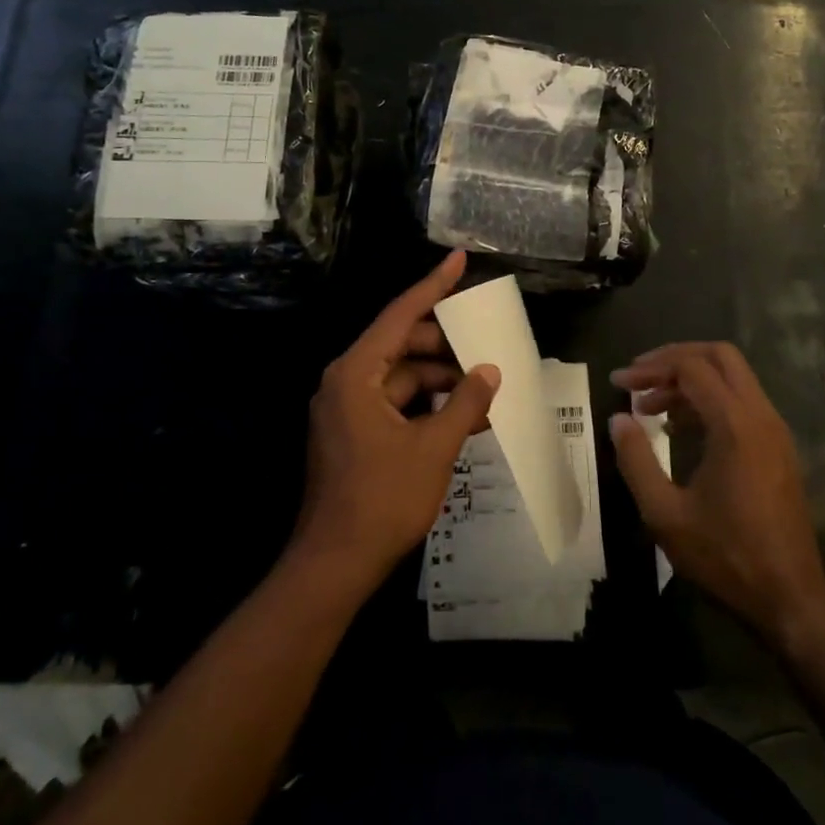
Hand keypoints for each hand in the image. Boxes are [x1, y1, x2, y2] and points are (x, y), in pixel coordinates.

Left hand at [293, 251, 500, 598]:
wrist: (334, 564)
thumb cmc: (383, 499)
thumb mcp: (434, 448)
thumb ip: (465, 403)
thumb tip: (490, 370)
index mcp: (356, 373)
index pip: (400, 314)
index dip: (433, 286)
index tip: (459, 260)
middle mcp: (346, 380)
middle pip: (402, 344)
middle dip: (446, 346)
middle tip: (488, 346)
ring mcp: (347, 408)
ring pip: (402, 376)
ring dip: (441, 381)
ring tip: (485, 390)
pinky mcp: (353, 432)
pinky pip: (395, 402)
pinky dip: (427, 404)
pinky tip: (462, 416)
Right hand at [609, 342, 824, 643]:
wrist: (789, 597)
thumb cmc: (725, 556)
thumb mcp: (665, 513)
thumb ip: (636, 460)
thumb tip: (618, 419)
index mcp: (734, 425)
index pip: (691, 367)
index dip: (650, 369)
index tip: (618, 383)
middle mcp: (761, 416)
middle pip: (719, 356)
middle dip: (675, 358)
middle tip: (639, 378)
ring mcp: (775, 430)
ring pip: (734, 377)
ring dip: (691, 379)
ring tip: (649, 407)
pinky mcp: (779, 447)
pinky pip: (743, 401)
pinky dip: (710, 398)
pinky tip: (679, 428)